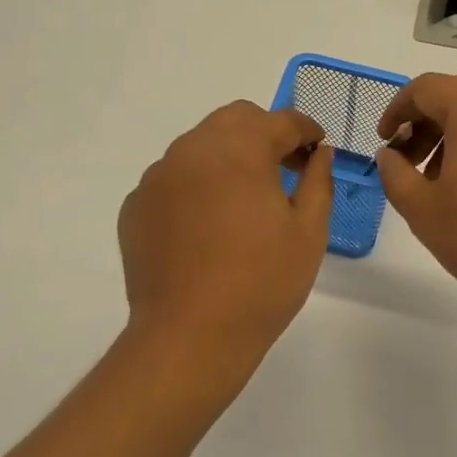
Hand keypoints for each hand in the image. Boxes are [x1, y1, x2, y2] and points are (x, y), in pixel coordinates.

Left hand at [118, 101, 333, 379]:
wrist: (189, 336)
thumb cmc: (261, 284)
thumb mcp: (309, 232)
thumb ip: (318, 181)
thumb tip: (319, 154)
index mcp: (239, 150)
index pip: (280, 120)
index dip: (305, 130)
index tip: (317, 148)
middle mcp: (192, 150)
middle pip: (235, 119)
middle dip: (265, 133)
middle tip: (284, 168)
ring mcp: (158, 176)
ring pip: (199, 145)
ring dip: (227, 156)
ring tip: (243, 199)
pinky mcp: (136, 205)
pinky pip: (173, 178)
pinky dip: (195, 186)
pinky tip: (206, 225)